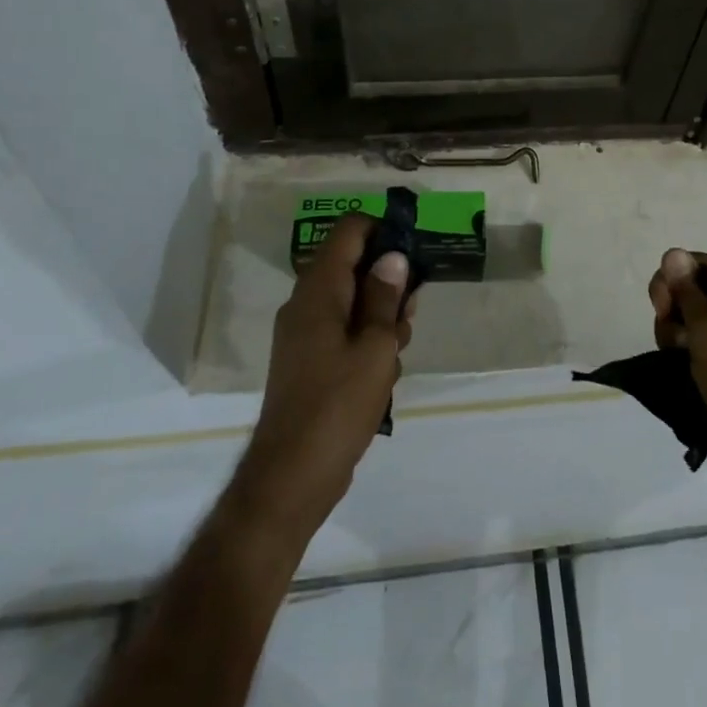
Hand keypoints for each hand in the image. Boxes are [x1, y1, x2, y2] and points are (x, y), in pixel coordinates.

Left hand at [232, 214, 415, 537]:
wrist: (292, 476)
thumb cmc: (339, 404)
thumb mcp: (377, 347)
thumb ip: (386, 298)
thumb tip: (392, 257)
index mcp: (318, 290)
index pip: (348, 231)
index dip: (382, 230)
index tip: (414, 252)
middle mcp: (305, 303)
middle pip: (351, 265)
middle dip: (387, 280)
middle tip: (412, 310)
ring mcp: (303, 333)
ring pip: (350, 300)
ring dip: (380, 314)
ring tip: (400, 346)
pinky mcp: (308, 359)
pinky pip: (342, 330)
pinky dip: (366, 338)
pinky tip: (384, 370)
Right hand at [649, 248, 706, 529]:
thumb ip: (687, 291)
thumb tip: (673, 252)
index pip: (696, 262)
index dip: (672, 279)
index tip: (662, 307)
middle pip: (689, 292)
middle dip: (672, 313)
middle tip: (676, 341)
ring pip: (687, 324)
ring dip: (675, 340)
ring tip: (682, 365)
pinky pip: (695, 350)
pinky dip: (683, 359)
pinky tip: (682, 375)